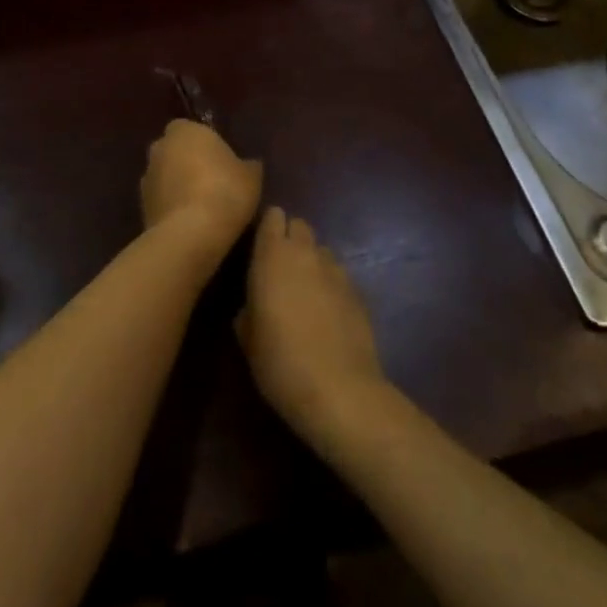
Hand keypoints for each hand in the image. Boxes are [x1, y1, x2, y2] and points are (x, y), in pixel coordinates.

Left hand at [141, 120, 261, 260]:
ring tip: (202, 207)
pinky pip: (161, 201)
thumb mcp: (251, 176)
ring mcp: (146, 178)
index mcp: (184, 129)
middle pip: (175, 151)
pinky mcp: (141, 207)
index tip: (222, 161)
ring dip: (178, 187)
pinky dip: (172, 208)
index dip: (206, 145)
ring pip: (165, 177)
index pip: (191, 129)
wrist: (191, 234)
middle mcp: (159, 147)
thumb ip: (247, 164)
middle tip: (213, 182)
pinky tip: (191, 223)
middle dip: (188, 163)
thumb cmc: (225, 191)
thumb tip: (248, 164)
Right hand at [237, 207, 387, 443]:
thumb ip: (247, 310)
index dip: (268, 227)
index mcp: (272, 255)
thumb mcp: (248, 340)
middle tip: (281, 270)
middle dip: (291, 239)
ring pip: (321, 250)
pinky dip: (331, 285)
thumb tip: (252, 306)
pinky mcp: (358, 290)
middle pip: (299, 226)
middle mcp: (305, 252)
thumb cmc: (280, 362)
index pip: (272, 216)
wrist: (339, 391)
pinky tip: (328, 314)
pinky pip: (339, 276)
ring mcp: (335, 270)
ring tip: (306, 293)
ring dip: (312, 262)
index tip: (260, 247)